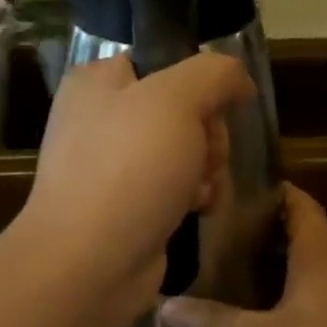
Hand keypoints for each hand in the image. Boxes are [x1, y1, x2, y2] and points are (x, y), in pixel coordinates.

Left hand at [15, 53, 255, 326]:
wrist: (89, 264)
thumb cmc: (129, 169)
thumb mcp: (177, 100)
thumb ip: (214, 73)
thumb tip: (237, 79)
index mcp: (99, 82)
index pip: (165, 63)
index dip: (199, 85)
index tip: (213, 109)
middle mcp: (102, 119)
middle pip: (184, 110)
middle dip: (209, 135)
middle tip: (205, 156)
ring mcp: (113, 166)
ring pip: (187, 151)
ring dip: (207, 169)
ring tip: (198, 190)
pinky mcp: (127, 206)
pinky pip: (176, 187)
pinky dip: (193, 197)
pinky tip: (195, 211)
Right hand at [160, 184, 326, 326]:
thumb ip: (217, 322)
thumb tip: (165, 306)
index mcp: (319, 253)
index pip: (301, 203)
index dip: (277, 190)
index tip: (244, 187)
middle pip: (308, 231)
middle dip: (273, 227)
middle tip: (231, 230)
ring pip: (319, 263)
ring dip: (289, 259)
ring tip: (248, 265)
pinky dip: (303, 288)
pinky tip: (281, 310)